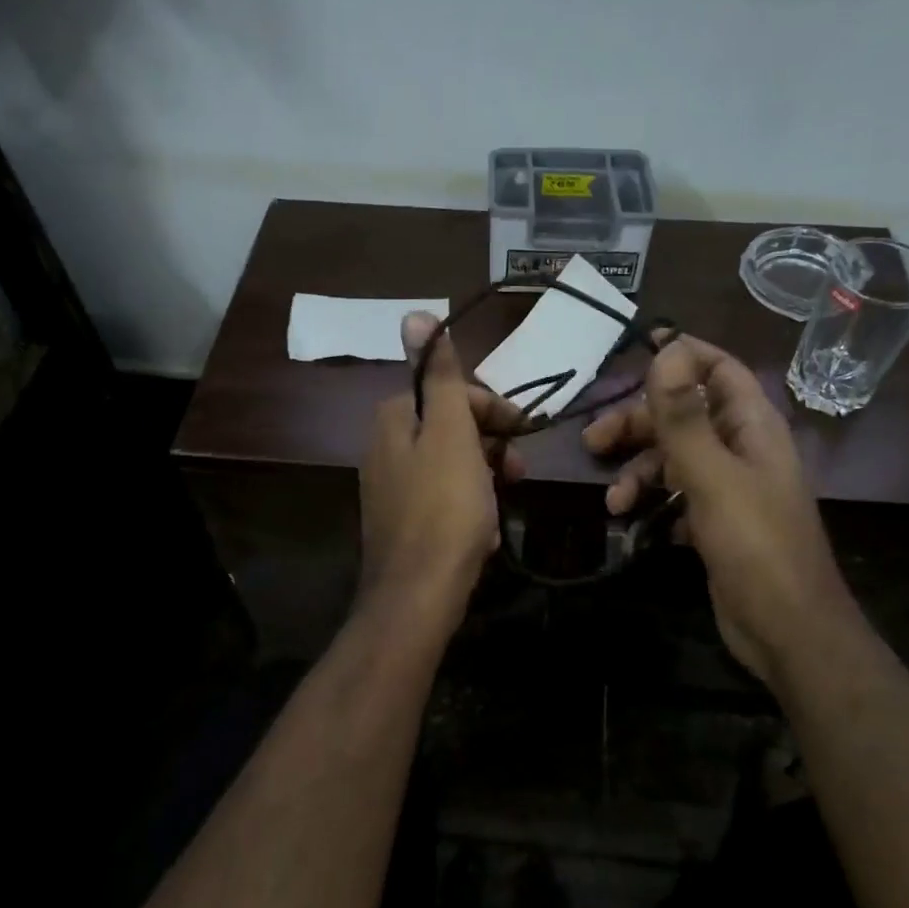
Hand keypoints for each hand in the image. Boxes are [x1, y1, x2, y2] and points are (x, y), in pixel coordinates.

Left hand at [357, 313, 524, 621]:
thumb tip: (415, 314)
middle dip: (490, 445)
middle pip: (449, 429)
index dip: (490, 408)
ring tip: (502, 502)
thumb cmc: (444, 506)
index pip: (448, 393)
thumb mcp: (450, 432)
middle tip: (517, 470)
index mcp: (394, 419)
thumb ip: (438, 376)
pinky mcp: (401, 524)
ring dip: (484, 478)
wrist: (419, 593)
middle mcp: (384, 448)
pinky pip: (443, 500)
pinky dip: (468, 507)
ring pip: (450, 466)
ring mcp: (390, 489)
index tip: (524, 430)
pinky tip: (483, 531)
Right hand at [582, 336, 847, 675]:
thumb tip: (668, 349)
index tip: (636, 350)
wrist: (787, 630)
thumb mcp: (712, 476)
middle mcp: (741, 448)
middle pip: (683, 416)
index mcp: (752, 426)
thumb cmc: (755, 545)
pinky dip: (651, 503)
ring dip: (638, 473)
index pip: (718, 369)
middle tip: (592, 441)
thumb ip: (685, 416)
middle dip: (637, 425)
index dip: (682, 355)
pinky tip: (631, 523)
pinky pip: (675, 496)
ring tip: (614, 503)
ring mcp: (728, 487)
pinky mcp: (715, 521)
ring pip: (672, 459)